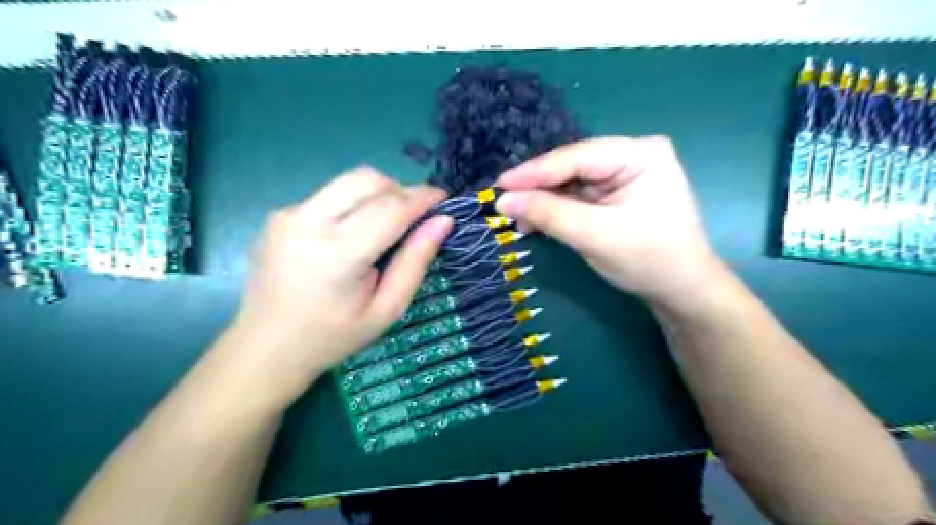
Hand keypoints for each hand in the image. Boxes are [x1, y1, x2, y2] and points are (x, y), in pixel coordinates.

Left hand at [231, 166, 454, 403]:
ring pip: (347, 181)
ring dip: (377, 193)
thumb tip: (442, 222)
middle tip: (414, 216)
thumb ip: (415, 262)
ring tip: (387, 224)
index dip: (423, 197)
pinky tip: (352, 234)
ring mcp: (288, 215)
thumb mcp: (387, 309)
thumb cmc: (334, 336)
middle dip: (400, 190)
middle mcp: (309, 223)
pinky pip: (328, 195)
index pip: (391, 208)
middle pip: (368, 180)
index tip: (444, 198)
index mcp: (339, 254)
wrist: (267, 347)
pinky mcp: (278, 215)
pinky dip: (353, 204)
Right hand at [496, 136, 722, 311]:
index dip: (535, 172)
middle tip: (502, 202)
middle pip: (573, 166)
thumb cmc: (647, 260)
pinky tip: (535, 220)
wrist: (681, 292)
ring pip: (572, 182)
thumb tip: (502, 201)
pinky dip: (556, 209)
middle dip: (538, 187)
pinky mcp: (616, 195)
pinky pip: (578, 197)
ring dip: (544, 201)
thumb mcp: (594, 235)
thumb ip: (548, 213)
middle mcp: (632, 156)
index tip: (498, 185)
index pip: (578, 156)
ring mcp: (624, 175)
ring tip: (516, 218)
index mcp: (640, 154)